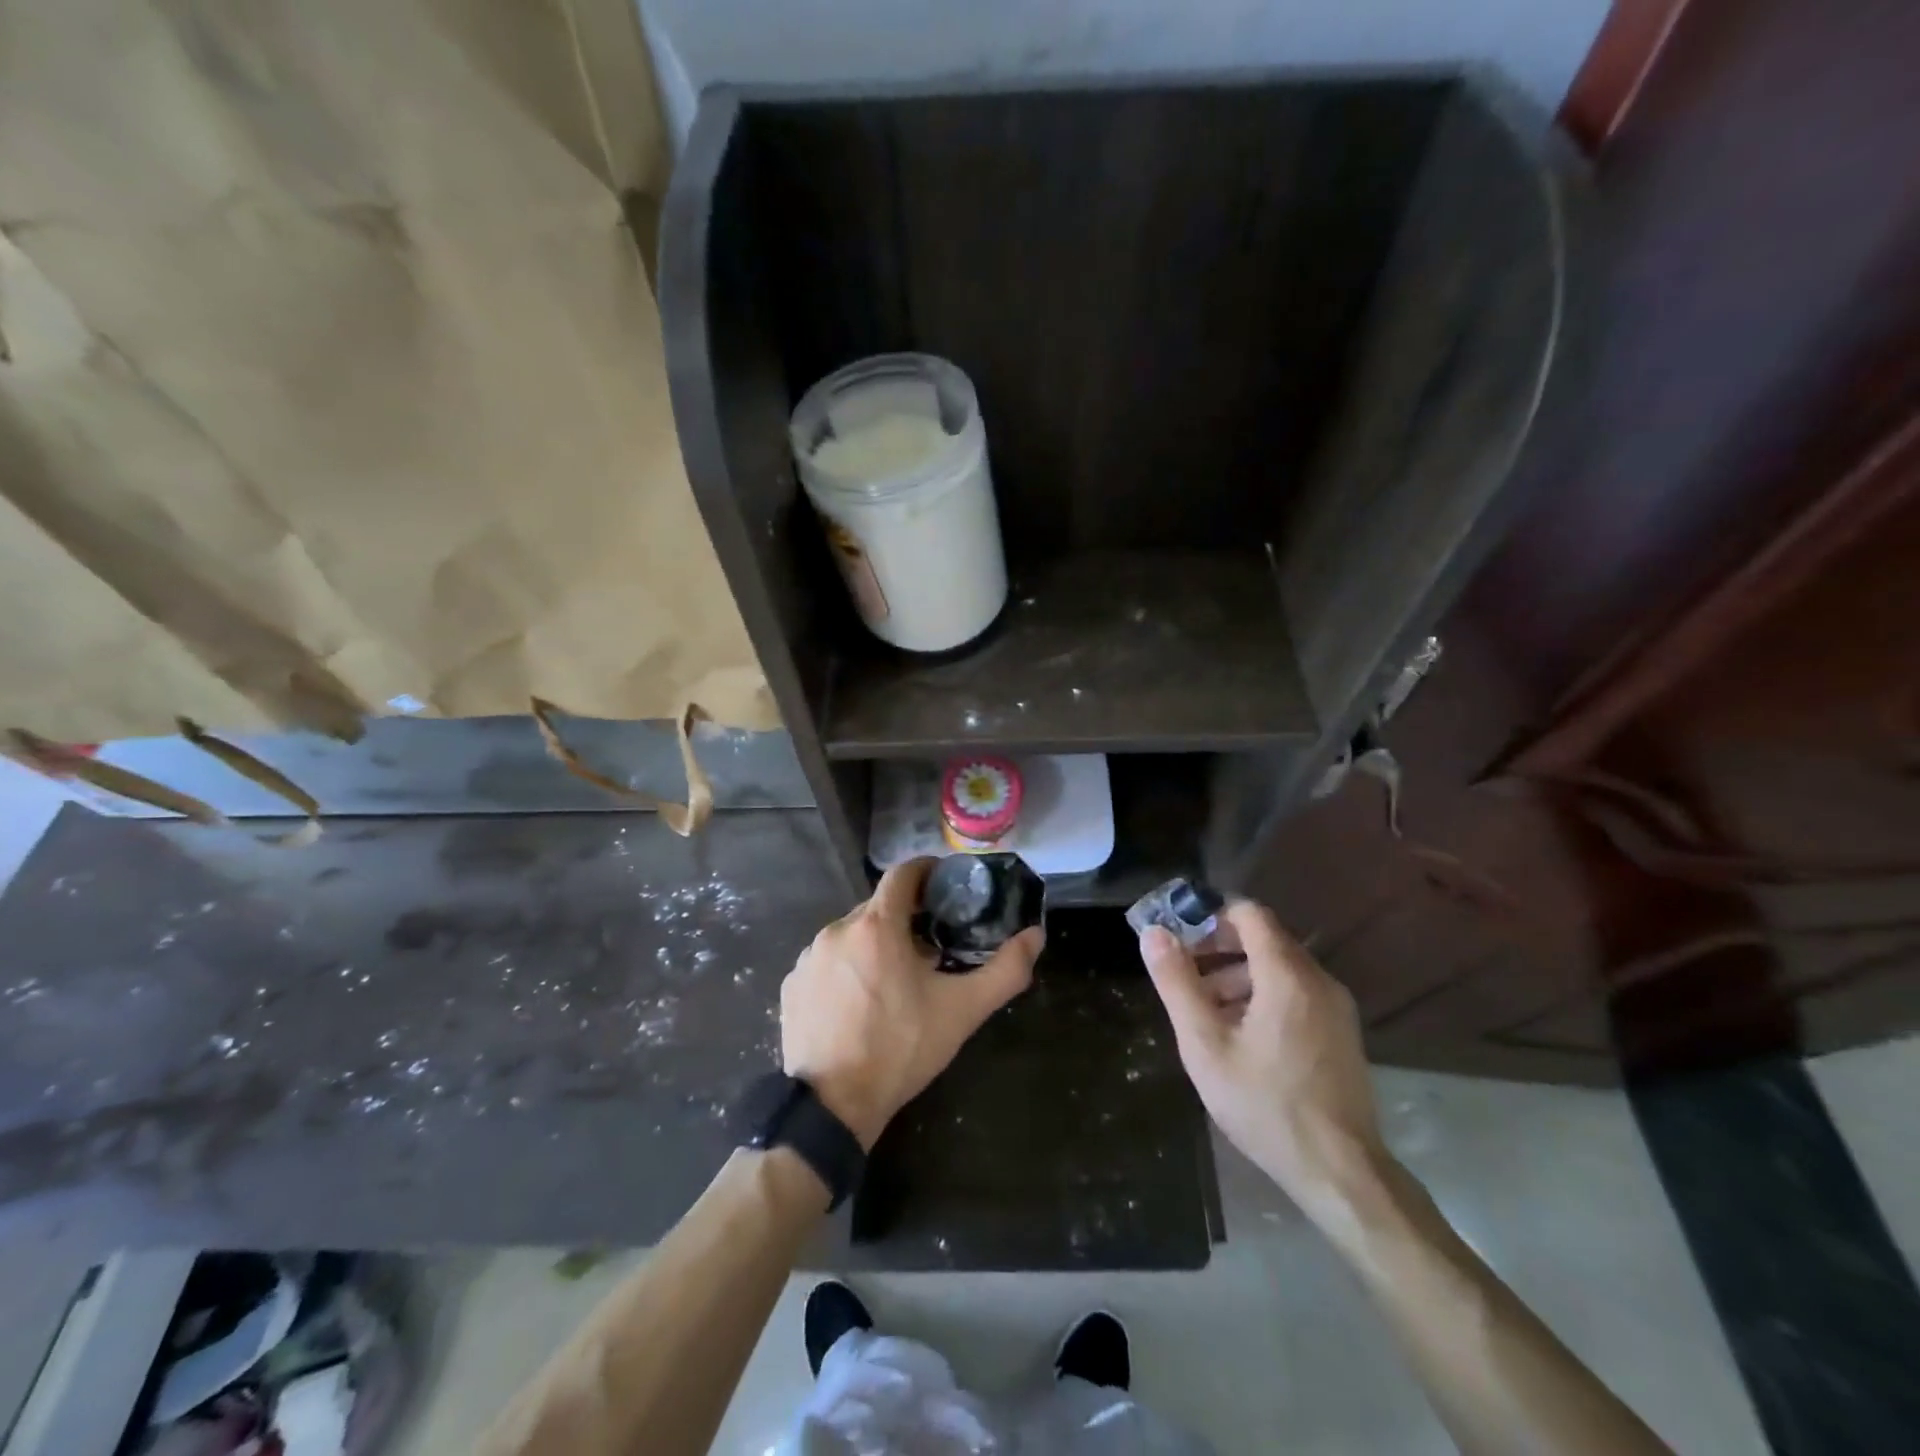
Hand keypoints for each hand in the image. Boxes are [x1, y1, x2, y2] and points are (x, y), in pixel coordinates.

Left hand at [782, 858, 1043, 1148]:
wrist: (833, 1106)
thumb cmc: (901, 1049)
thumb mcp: (962, 1011)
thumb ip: (1005, 970)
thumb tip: (1035, 935)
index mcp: (876, 926)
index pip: (903, 873)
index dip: (927, 873)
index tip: (945, 888)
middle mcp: (837, 930)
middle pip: (878, 907)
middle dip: (904, 919)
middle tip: (929, 950)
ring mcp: (809, 957)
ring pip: (851, 935)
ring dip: (874, 946)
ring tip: (894, 981)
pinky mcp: (791, 984)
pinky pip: (827, 962)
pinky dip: (847, 970)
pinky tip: (859, 1003)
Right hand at [1140, 899, 1388, 1215]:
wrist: (1340, 1173)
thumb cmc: (1265, 1105)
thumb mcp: (1205, 1045)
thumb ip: (1177, 983)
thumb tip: (1153, 934)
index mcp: (1287, 975)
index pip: (1248, 913)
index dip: (1208, 916)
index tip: (1177, 937)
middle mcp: (1317, 979)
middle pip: (1263, 938)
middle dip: (1217, 948)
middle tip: (1182, 973)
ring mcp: (1335, 1007)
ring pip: (1278, 968)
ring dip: (1236, 974)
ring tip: (1202, 1010)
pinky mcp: (1340, 1032)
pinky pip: (1295, 993)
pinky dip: (1261, 995)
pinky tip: (1237, 1034)